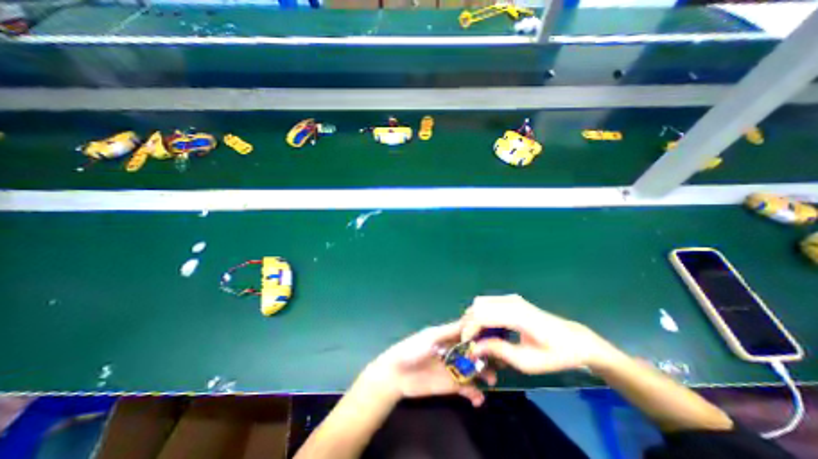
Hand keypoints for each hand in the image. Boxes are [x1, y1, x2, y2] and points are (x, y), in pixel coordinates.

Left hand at [365, 321, 498, 405]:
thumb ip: (450, 330)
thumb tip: (470, 320)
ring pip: (475, 370)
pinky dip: (475, 394)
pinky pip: (468, 389)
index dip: (482, 335)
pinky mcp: (451, 385)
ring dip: (484, 374)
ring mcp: (454, 369)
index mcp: (449, 336)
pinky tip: (478, 399)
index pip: (469, 333)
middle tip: (499, 362)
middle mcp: (455, 351)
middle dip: (487, 356)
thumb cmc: (413, 349)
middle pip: (475, 352)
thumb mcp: (432, 337)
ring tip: (491, 380)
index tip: (497, 337)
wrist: (397, 374)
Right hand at [459, 296, 620, 374]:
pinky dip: (482, 315)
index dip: (469, 329)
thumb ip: (498, 351)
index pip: (482, 315)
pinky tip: (487, 330)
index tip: (466, 346)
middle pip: (477, 306)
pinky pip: (488, 303)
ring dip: (474, 319)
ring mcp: (511, 298)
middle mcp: (511, 301)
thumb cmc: (554, 355)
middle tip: (470, 342)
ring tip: (477, 337)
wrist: (575, 340)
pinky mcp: (511, 300)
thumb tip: (474, 348)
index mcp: (517, 315)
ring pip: (480, 303)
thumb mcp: (526, 361)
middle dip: (469, 323)